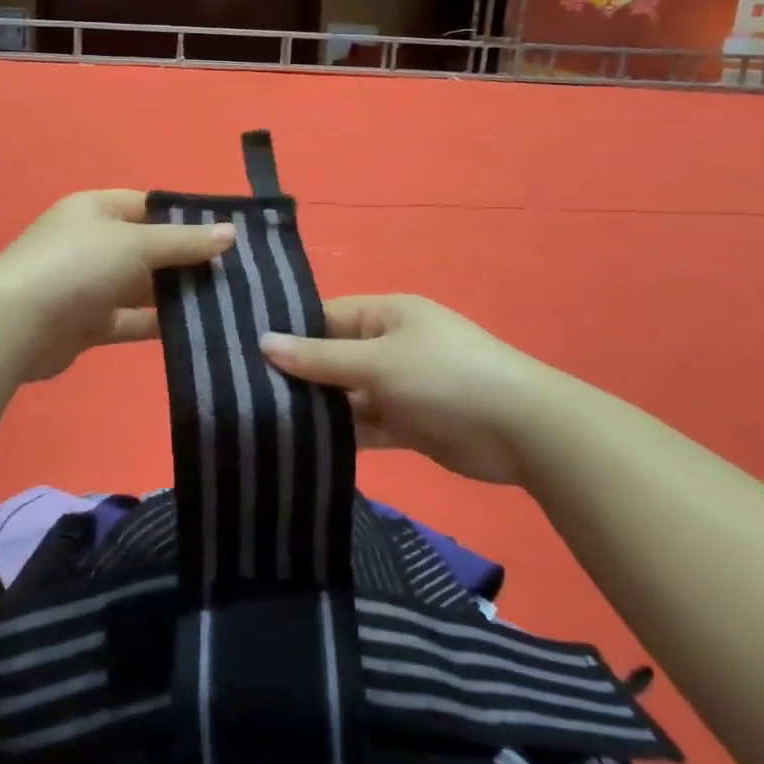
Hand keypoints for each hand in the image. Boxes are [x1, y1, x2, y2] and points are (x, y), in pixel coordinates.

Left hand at [0, 191, 234, 382]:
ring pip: (142, 287)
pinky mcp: (89, 324)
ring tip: (226, 302)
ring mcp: (89, 285)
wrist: (15, 325)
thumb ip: (183, 241)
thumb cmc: (77, 265)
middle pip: (149, 248)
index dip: (186, 218)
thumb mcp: (135, 243)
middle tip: (236, 273)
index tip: (227, 234)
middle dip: (187, 260)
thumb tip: (230, 232)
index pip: (149, 206)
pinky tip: (196, 329)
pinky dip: (158, 324)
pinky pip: (131, 320)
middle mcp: (92, 243)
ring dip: (176, 295)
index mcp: (97, 210)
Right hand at [261, 295, 538, 485]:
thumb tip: (263, 343)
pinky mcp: (409, 423)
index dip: (289, 333)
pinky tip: (303, 448)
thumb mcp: (377, 361)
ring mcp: (400, 386)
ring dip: (318, 409)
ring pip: (347, 395)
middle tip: (243, 394)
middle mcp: (390, 345)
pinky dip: (343, 435)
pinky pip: (366, 424)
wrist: (520, 430)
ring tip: (262, 422)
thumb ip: (320, 358)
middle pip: (333, 357)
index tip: (243, 353)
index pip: (326, 316)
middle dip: (299, 376)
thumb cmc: (443, 376)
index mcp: (386, 314)